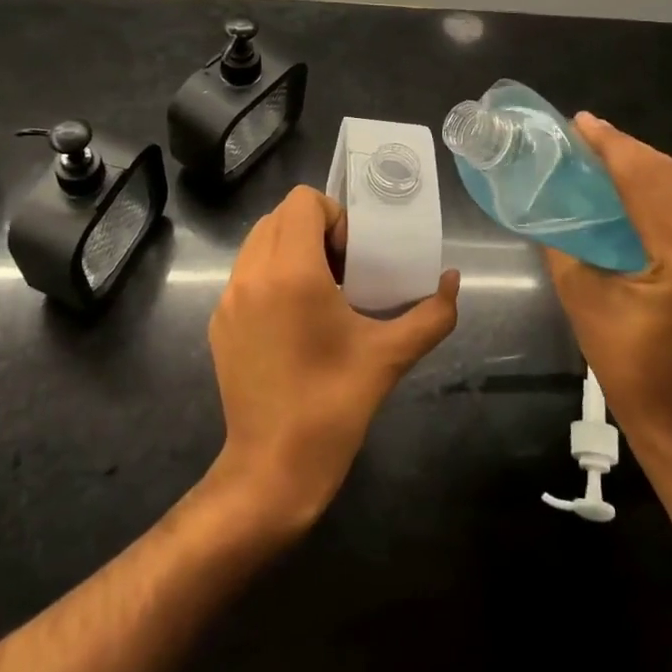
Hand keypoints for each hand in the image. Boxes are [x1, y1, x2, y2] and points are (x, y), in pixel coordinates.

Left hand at [208, 187, 459, 530]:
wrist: (272, 470)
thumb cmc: (333, 406)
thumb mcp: (390, 357)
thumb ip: (431, 314)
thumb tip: (452, 280)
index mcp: (292, 272)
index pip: (302, 200)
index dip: (334, 215)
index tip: (353, 255)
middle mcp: (252, 273)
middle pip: (279, 215)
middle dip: (314, 229)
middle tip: (342, 269)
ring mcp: (229, 298)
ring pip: (258, 241)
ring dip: (290, 249)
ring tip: (319, 292)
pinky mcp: (219, 321)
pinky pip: (245, 273)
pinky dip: (270, 275)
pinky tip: (293, 321)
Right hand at [543, 114, 671, 462]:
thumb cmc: (623, 358)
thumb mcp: (581, 295)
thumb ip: (565, 239)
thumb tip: (549, 196)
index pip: (645, 183)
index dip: (611, 147)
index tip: (580, 122)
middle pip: (671, 176)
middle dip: (627, 148)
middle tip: (586, 132)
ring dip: (646, 161)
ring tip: (605, 147)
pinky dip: (664, 180)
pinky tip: (636, 175)